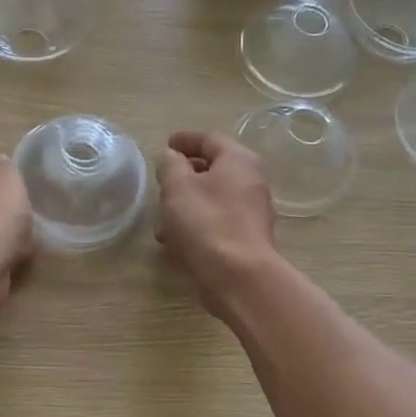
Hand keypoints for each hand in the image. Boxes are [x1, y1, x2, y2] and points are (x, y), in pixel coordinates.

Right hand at [157, 130, 277, 319]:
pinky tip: (176, 242)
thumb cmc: (206, 223)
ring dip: (187, 205)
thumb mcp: (177, 187)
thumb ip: (170, 165)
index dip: (185, 140)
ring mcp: (253, 212)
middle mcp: (252, 181)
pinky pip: (217, 222)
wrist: (238, 276)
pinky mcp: (247, 239)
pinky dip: (197, 225)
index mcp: (238, 160)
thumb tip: (172, 158)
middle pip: (214, 169)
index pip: (209, 139)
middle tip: (162, 182)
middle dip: (185, 176)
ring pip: (214, 199)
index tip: (166, 144)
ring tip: (162, 220)